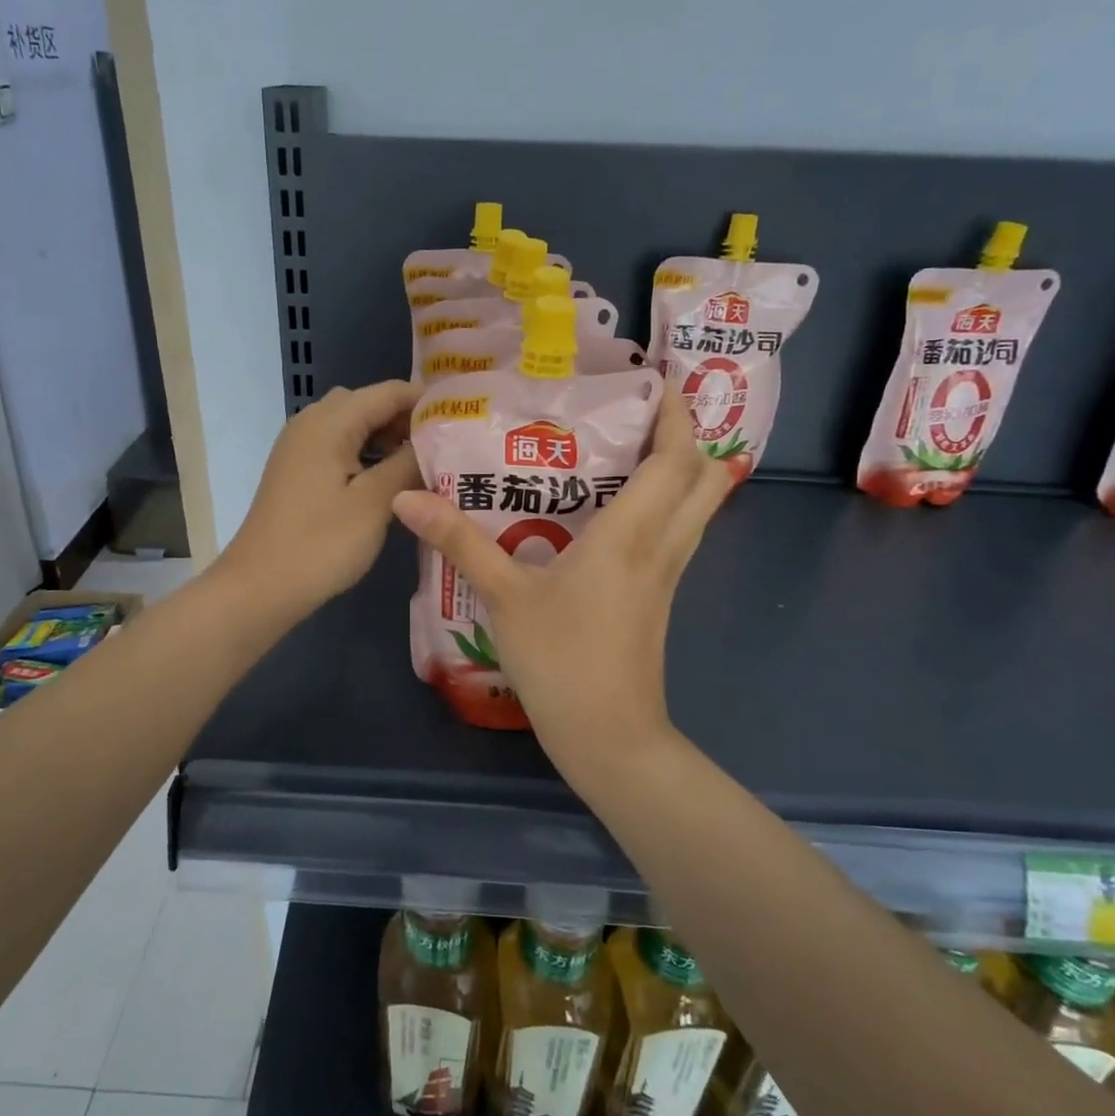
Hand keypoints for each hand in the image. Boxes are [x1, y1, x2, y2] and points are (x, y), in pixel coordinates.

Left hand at [216, 380, 422, 623]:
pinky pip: (338, 446)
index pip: (389, 391)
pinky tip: (387, 481)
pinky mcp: (296, 471)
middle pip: (368, 403)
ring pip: (352, 425)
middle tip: (442, 448)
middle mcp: (310, 423)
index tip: (462, 422)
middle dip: (406, 419)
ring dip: (386, 437)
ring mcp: (299, 447)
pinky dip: (366, 453)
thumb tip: (433, 442)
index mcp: (329, 422)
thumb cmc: (321, 544)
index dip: (427, 402)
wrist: (259, 588)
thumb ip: (408, 464)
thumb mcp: (375, 503)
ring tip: (421, 465)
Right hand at [390, 385, 731, 772]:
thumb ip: (459, 542)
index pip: (675, 458)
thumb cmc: (561, 661)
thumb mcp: (504, 597)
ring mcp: (669, 573)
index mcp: (632, 534)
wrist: (609, 736)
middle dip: (687, 434)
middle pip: (706, 476)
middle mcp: (663, 545)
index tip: (656, 379)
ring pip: (699, 505)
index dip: (675, 413)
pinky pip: (680, 532)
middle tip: (643, 411)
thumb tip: (408, 499)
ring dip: (682, 468)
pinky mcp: (662, 595)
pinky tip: (621, 506)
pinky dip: (668, 503)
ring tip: (633, 445)